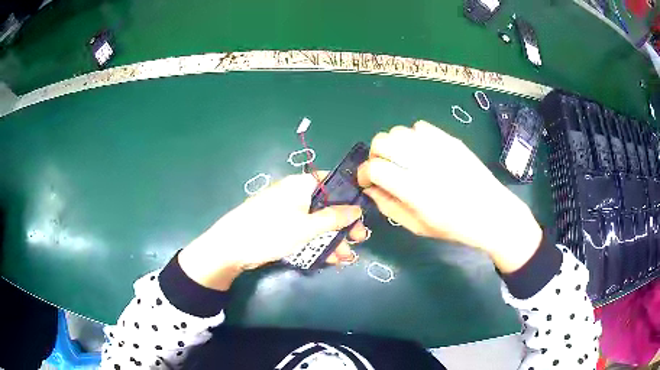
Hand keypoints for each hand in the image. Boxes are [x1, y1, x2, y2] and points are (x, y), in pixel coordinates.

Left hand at [178, 173, 368, 289]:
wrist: (231, 248)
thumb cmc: (270, 231)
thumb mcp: (306, 227)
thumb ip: (334, 218)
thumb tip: (357, 209)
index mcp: (300, 185)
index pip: (331, 183)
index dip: (348, 198)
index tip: (361, 215)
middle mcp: (295, 194)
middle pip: (326, 206)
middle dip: (344, 225)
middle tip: (359, 240)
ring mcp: (287, 212)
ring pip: (317, 222)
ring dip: (333, 238)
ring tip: (347, 257)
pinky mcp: (281, 227)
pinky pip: (305, 232)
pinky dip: (317, 243)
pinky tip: (331, 258)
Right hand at [357, 121, 541, 272]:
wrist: (491, 212)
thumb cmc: (453, 226)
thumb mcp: (417, 226)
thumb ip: (388, 206)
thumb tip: (369, 188)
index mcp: (415, 191)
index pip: (375, 168)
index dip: (363, 173)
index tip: (367, 181)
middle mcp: (424, 164)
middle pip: (382, 141)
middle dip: (375, 155)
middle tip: (383, 169)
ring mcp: (439, 148)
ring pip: (399, 131)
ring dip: (393, 145)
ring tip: (402, 159)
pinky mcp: (450, 140)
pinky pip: (420, 127)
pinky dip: (413, 137)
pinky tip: (421, 151)